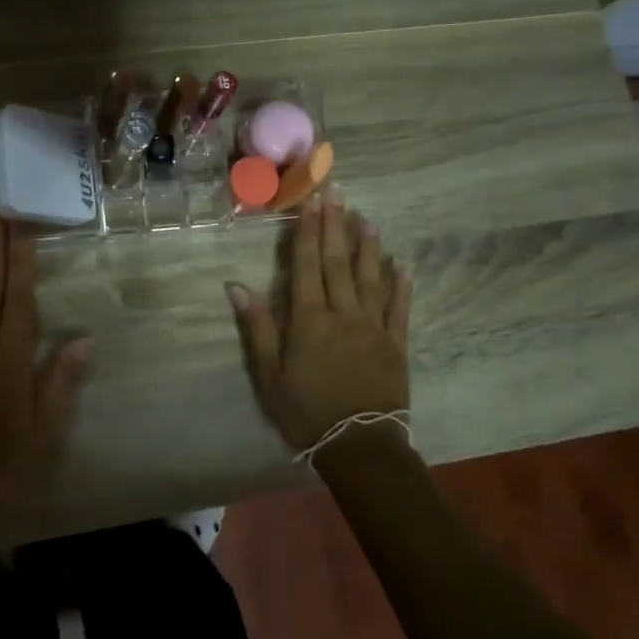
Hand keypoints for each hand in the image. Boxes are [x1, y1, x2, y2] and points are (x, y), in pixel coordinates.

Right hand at [228, 194, 411, 454]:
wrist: (358, 446)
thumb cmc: (305, 411)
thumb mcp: (268, 374)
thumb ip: (257, 327)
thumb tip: (237, 286)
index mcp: (309, 319)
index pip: (307, 265)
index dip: (307, 231)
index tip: (311, 201)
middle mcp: (342, 313)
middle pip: (338, 262)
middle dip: (335, 225)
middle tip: (337, 192)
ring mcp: (373, 327)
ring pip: (370, 277)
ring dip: (367, 246)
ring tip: (366, 218)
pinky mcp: (396, 344)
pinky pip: (399, 308)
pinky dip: (401, 285)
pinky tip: (402, 266)